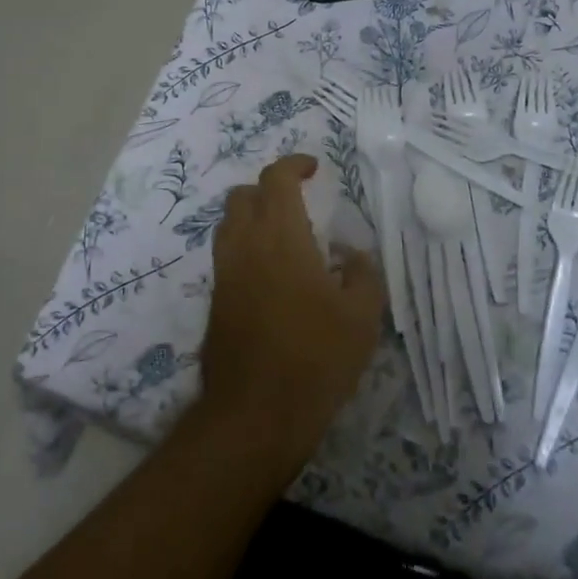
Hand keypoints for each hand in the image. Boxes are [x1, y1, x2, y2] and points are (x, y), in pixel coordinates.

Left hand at [200, 154, 384, 473]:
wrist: (256, 414)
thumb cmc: (316, 357)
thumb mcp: (362, 315)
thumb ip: (362, 272)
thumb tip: (349, 253)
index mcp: (280, 237)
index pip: (275, 179)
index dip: (293, 165)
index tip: (314, 169)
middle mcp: (244, 247)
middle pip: (242, 196)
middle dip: (268, 189)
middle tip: (299, 203)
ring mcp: (224, 276)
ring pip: (229, 226)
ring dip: (254, 219)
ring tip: (288, 240)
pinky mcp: (215, 304)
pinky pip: (228, 258)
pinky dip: (248, 250)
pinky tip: (276, 279)